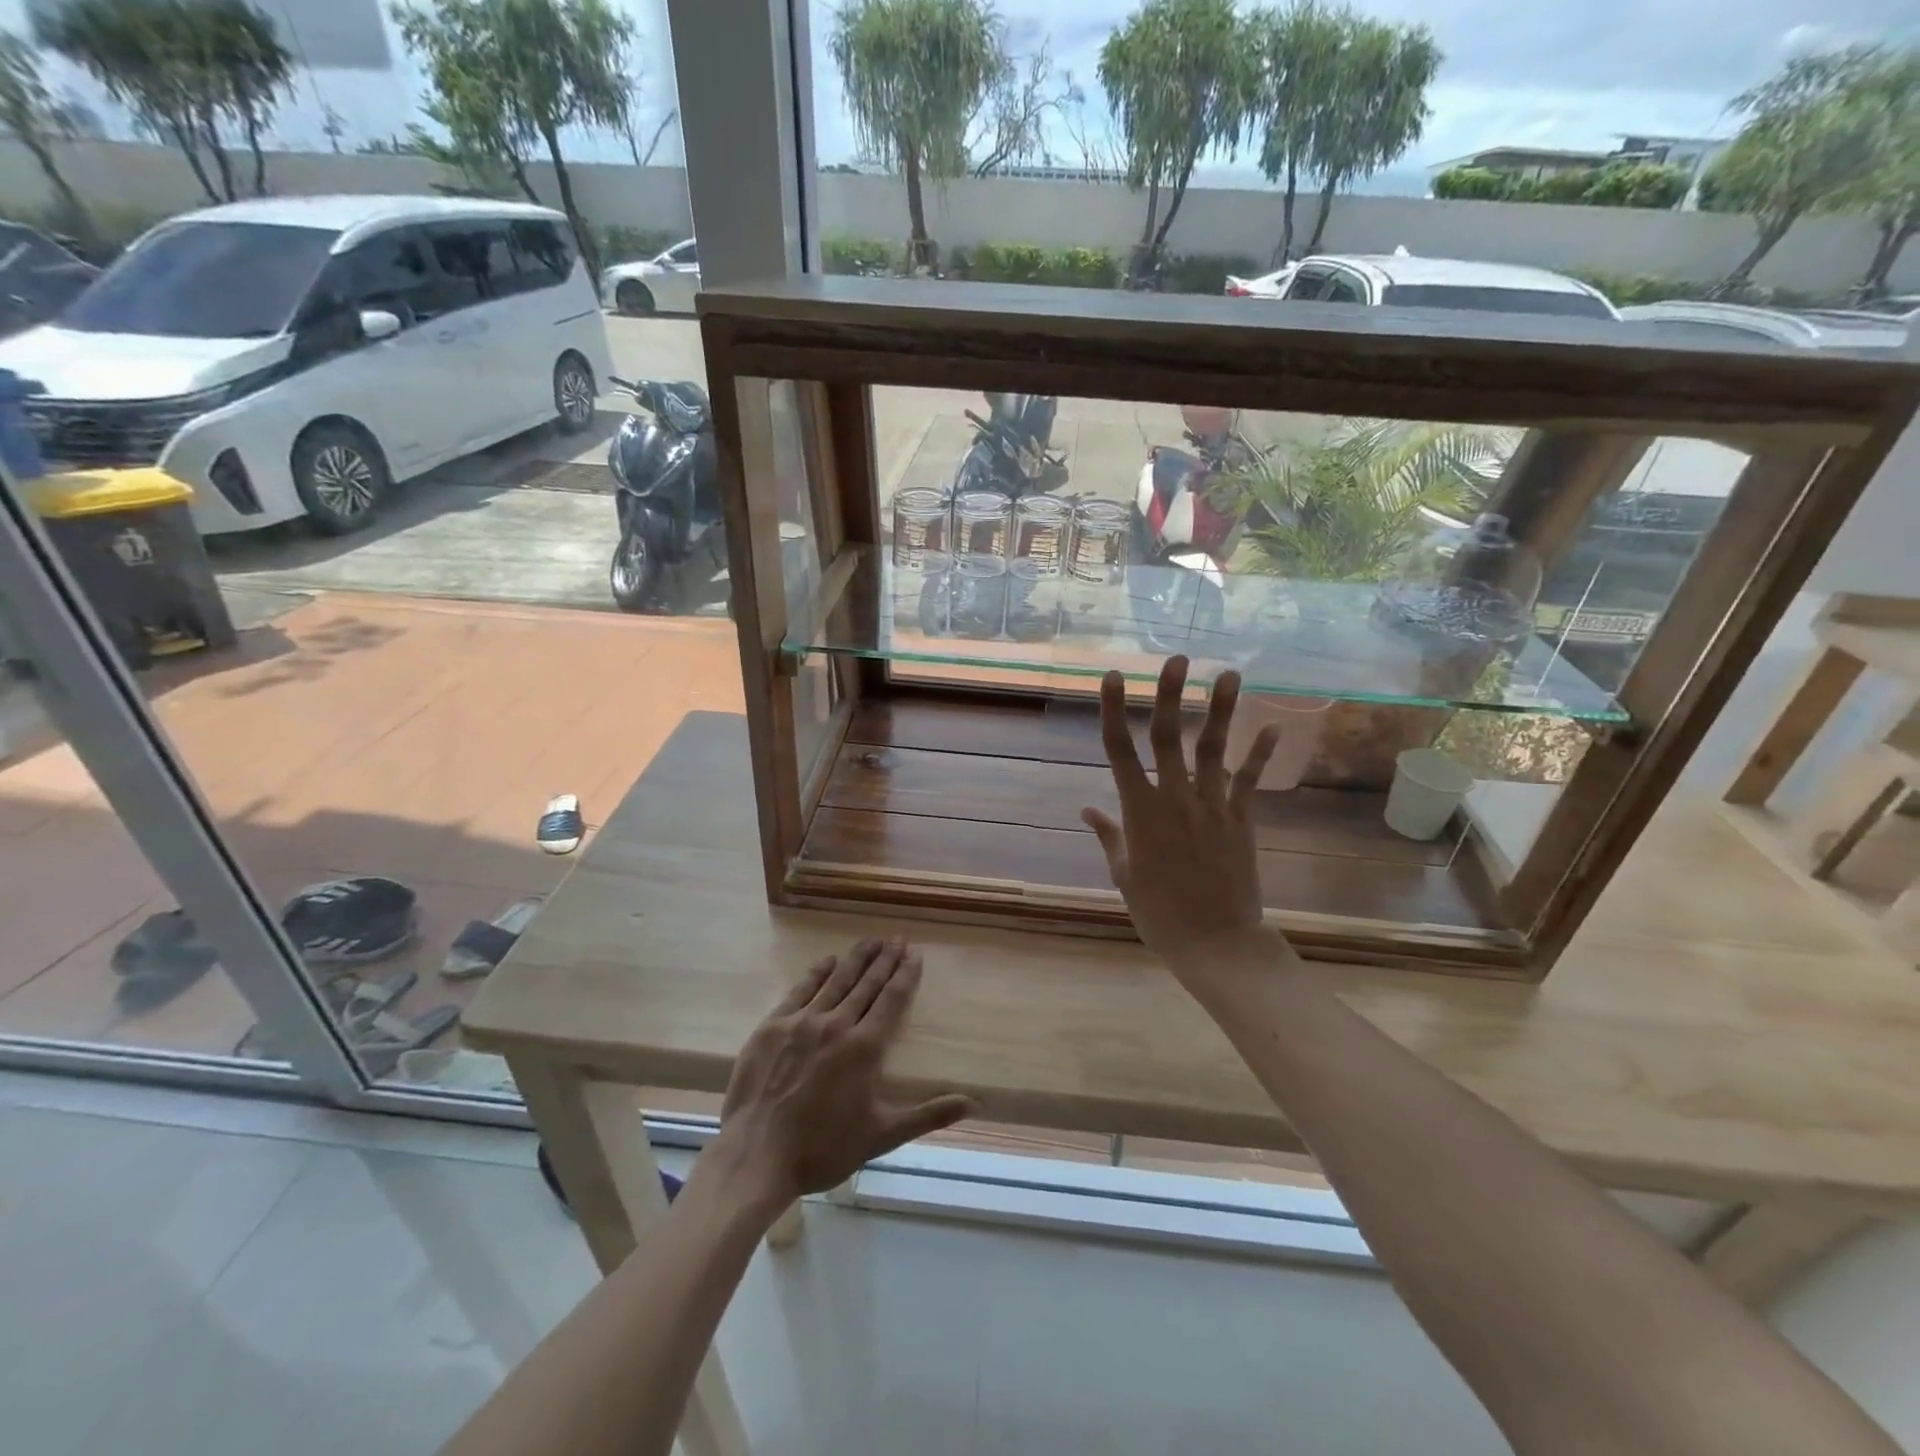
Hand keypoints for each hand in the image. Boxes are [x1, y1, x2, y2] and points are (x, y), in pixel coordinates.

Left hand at [713, 938, 974, 1210]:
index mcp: (865, 1047)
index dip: (905, 974)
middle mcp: (836, 1024)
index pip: (891, 999)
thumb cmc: (824, 1149)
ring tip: (871, 941)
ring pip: (836, 980)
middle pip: (866, 983)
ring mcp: (802, 1022)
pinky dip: (818, 973)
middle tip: (897, 939)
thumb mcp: (882, 1135)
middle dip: (885, 959)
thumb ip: (928, 1115)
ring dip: (856, 959)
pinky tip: (829, 961)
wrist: (757, 1156)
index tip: (915, 953)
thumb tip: (974, 1104)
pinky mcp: (773, 1026)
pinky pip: (801, 990)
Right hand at [1081, 657, 1286, 976]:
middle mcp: (1175, 798)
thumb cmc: (1159, 913)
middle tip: (1176, 658)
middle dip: (1170, 695)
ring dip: (1220, 710)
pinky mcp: (1241, 820)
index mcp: (1140, 811)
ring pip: (1213, 749)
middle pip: (1169, 737)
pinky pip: (1250, 781)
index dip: (1115, 710)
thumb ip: (1109, 836)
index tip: (1113, 677)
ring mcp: (1212, 806)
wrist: (1216, 943)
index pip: (1120, 750)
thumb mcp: (1124, 875)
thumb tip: (1087, 809)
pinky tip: (1272, 724)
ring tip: (1228, 674)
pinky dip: (1261, 754)